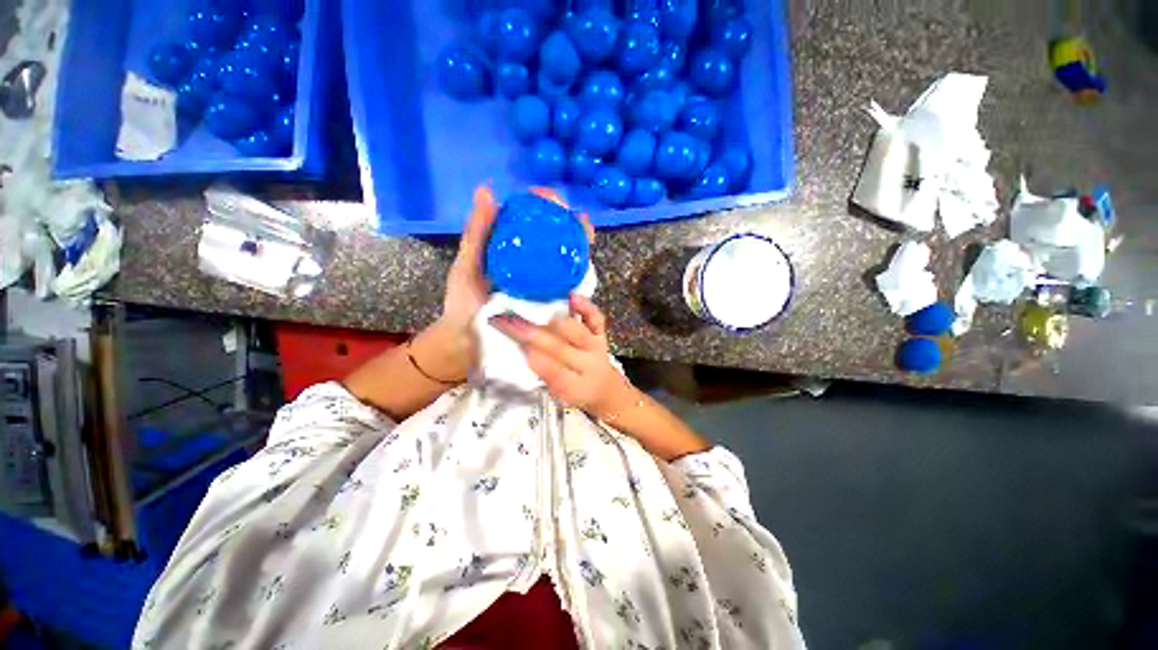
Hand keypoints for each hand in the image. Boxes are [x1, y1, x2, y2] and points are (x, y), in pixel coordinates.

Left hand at [436, 186, 594, 376]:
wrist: (469, 345)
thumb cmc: (464, 305)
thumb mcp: (467, 266)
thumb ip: (477, 234)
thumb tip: (487, 190)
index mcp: (510, 253)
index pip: (532, 223)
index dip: (544, 207)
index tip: (549, 198)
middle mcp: (529, 266)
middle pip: (554, 239)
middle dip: (569, 224)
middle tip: (577, 218)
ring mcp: (541, 285)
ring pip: (565, 260)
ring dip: (578, 244)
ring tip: (587, 234)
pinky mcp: (550, 305)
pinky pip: (567, 286)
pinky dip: (578, 272)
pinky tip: (586, 263)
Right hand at [490, 294, 637, 418]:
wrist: (605, 388)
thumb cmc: (576, 390)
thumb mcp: (558, 393)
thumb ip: (544, 375)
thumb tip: (523, 350)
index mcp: (575, 387)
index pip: (555, 373)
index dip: (536, 359)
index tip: (517, 346)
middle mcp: (588, 365)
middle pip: (560, 348)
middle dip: (533, 334)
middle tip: (509, 321)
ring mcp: (596, 347)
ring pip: (577, 331)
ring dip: (555, 320)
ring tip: (534, 309)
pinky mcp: (601, 334)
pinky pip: (596, 319)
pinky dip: (586, 306)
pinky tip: (572, 296)